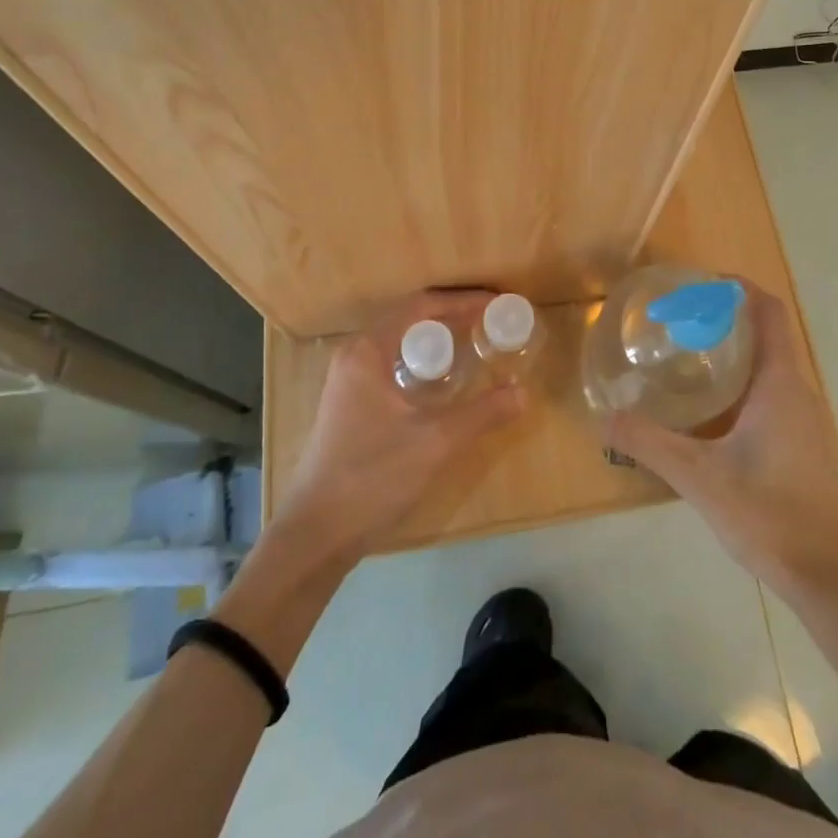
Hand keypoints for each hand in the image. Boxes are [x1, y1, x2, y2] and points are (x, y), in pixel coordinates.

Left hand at [271, 291, 526, 564]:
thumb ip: (482, 414)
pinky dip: (422, 362)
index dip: (463, 300)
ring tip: (474, 345)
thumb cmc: (371, 477)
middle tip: (491, 322)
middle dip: (452, 316)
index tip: (497, 304)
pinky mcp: (350, 405)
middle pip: (409, 319)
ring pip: (400, 344)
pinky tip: (444, 383)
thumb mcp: (434, 443)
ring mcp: (348, 381)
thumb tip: (523, 393)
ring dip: (437, 339)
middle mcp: (354, 355)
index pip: (421, 305)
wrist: (314, 536)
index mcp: (368, 350)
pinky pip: (393, 365)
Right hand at [603, 284, 837, 601]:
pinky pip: (772, 393)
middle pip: (768, 334)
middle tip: (680, 319)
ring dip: (735, 351)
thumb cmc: (766, 513)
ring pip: (770, 366)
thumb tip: (605, 417)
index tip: (702, 284)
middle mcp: (797, 392)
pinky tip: (710, 409)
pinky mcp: (802, 444)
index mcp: (780, 384)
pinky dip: (743, 381)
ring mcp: (804, 420)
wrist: (824, 576)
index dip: (740, 289)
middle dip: (727, 318)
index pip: (770, 312)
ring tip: (688, 356)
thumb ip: (649, 443)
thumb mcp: (698, 476)